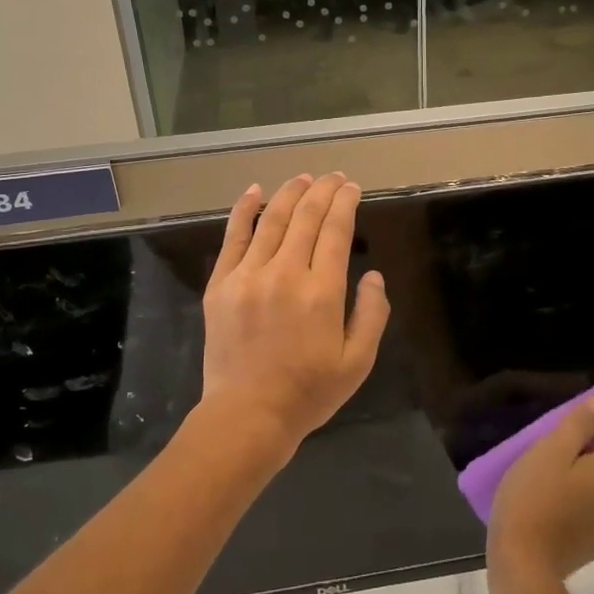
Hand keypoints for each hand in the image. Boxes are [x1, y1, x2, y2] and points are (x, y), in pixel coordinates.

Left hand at [198, 173, 390, 455]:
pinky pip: (233, 237)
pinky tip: (255, 191)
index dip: (345, 202)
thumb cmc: (309, 393)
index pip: (336, 230)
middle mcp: (285, 273)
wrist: (247, 416)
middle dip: (323, 190)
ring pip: (272, 219)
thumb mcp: (358, 362)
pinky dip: (244, 210)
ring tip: (304, 178)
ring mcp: (248, 275)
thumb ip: (372, 314)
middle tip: (334, 177)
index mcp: (322, 291)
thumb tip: (373, 275)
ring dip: (290, 193)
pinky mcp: (221, 284)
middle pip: (306, 217)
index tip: (351, 187)